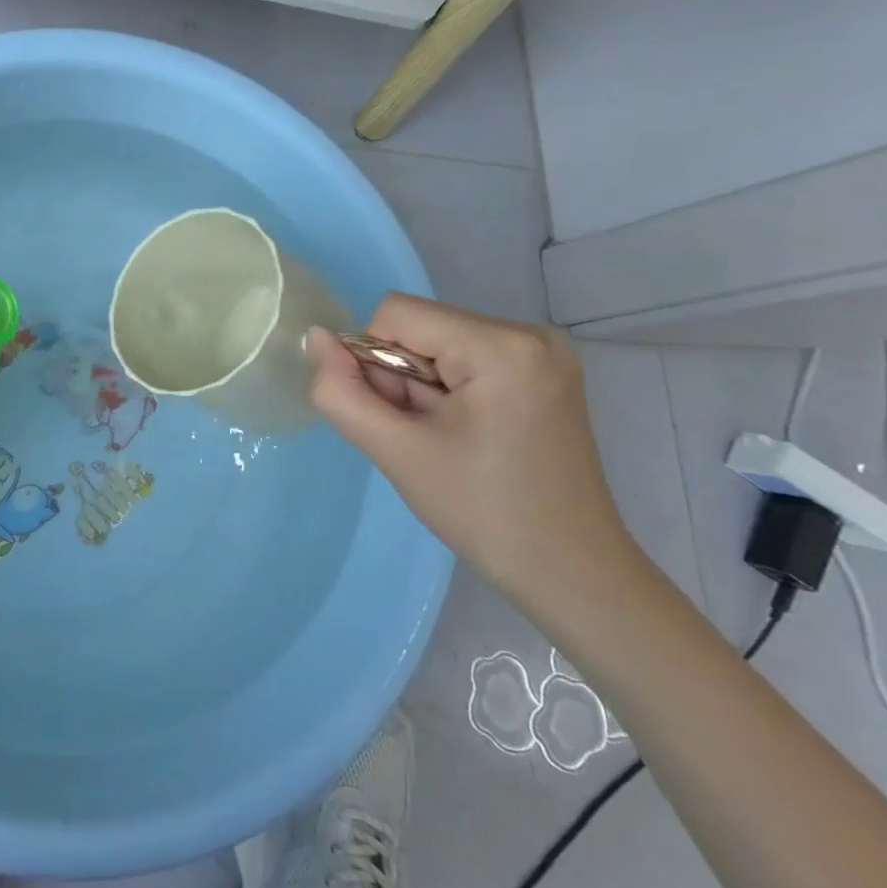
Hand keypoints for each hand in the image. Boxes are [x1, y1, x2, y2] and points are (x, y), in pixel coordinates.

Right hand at [307, 295, 638, 609]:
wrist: (571, 572)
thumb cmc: (482, 513)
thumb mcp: (396, 452)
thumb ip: (341, 392)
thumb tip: (315, 338)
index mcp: (501, 346)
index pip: (395, 314)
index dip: (374, 362)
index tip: (400, 418)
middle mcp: (529, 333)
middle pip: (420, 327)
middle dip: (402, 378)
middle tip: (424, 437)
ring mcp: (542, 351)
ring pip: (438, 343)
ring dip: (422, 387)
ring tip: (446, 440)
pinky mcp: (543, 371)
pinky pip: (465, 357)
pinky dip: (447, 390)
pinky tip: (464, 433)